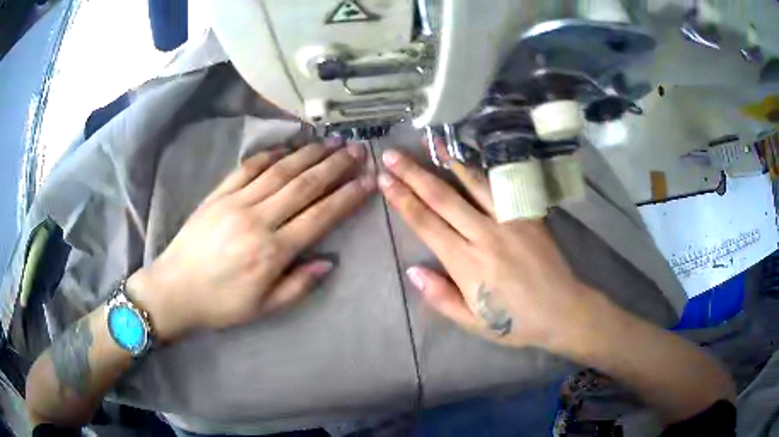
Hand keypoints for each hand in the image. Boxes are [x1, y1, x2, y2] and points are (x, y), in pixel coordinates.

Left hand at [128, 141, 375, 341]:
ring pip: (279, 171)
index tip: (367, 181)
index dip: (347, 197)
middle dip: (334, 166)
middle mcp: (258, 220)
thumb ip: (299, 285)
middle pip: (303, 186)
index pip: (320, 216)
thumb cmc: (221, 304)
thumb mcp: (264, 307)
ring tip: (331, 142)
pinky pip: (247, 168)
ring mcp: (235, 202)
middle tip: (356, 150)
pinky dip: (269, 154)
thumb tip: (329, 261)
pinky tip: (287, 146)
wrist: (174, 290)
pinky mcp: (218, 194)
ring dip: (308, 154)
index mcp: (272, 252)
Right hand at [379, 149, 594, 349]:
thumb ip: (441, 297)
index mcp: (466, 264)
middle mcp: (484, 235)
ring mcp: (508, 221)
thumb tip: (412, 270)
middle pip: (442, 198)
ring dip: (446, 161)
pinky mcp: (528, 215)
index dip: (402, 200)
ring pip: (471, 184)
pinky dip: (480, 170)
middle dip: (413, 174)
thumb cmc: (514, 322)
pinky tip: (467, 158)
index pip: (426, 224)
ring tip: (427, 141)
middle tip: (392, 154)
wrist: (562, 310)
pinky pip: (500, 187)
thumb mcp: (472, 322)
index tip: (385, 180)